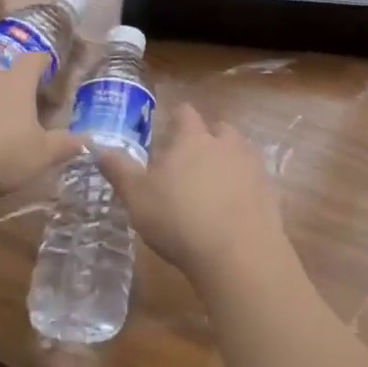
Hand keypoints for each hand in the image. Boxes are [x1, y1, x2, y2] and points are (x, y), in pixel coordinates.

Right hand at [94, 102, 286, 286]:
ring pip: (240, 151)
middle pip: (219, 128)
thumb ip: (119, 171)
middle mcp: (225, 143)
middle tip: (190, 161)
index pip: (185, 113)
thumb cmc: (179, 219)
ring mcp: (252, 166)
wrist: (238, 253)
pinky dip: (244, 188)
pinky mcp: (270, 192)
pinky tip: (233, 210)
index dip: (177, 118)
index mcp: (192, 138)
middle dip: (207, 138)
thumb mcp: (138, 197)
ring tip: (213, 185)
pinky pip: (254, 180)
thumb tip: (97, 146)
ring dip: (228, 161)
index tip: (168, 129)